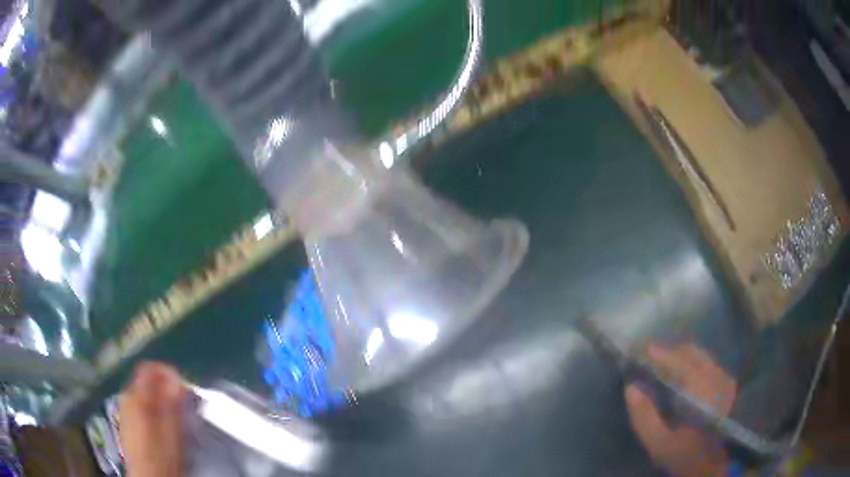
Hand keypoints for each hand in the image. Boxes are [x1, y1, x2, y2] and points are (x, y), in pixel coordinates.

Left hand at [119, 362, 187, 476]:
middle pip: (145, 380)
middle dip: (165, 388)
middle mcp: (126, 397)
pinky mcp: (126, 420)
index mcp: (136, 396)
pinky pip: (139, 404)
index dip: (167, 372)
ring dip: (159, 399)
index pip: (149, 368)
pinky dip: (152, 408)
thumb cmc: (162, 456)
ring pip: (143, 393)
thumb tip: (177, 378)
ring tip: (175, 417)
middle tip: (182, 404)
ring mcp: (124, 409)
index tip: (183, 385)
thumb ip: (172, 402)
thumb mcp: (172, 431)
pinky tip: (162, 426)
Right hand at [625, 344, 736, 476]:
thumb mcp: (658, 442)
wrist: (712, 463)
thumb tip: (631, 387)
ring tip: (663, 367)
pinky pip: (707, 363)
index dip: (658, 353)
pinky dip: (692, 363)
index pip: (678, 360)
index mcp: (700, 388)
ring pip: (700, 355)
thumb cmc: (684, 453)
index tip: (639, 350)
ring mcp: (724, 377)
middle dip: (669, 353)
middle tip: (649, 361)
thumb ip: (644, 416)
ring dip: (680, 357)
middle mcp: (715, 375)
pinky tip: (682, 376)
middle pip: (690, 352)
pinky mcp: (727, 382)